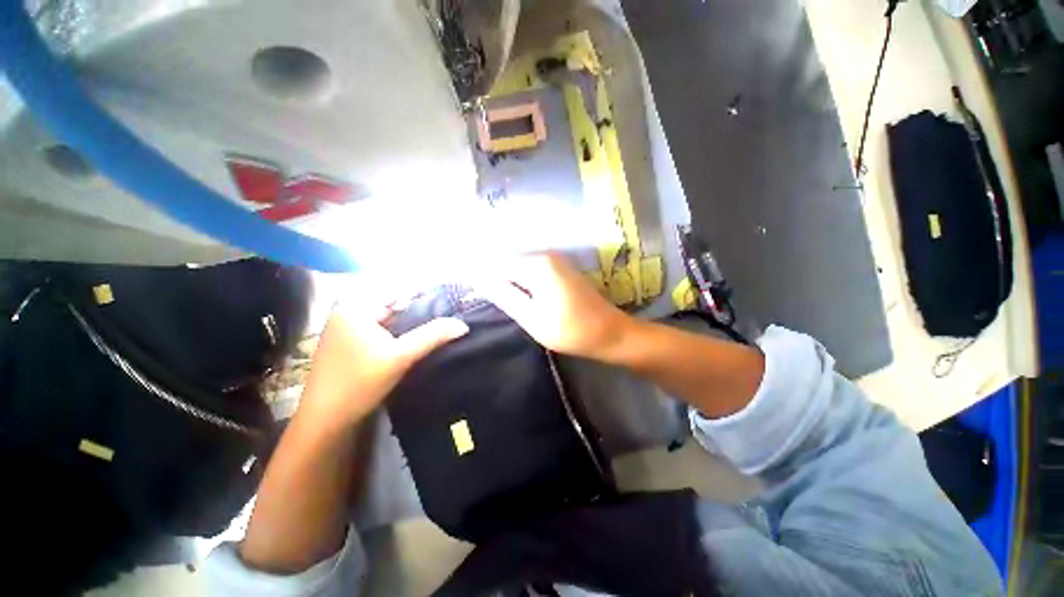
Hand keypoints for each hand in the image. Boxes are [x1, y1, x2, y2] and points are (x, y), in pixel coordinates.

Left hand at [297, 301, 468, 427]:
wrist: (325, 420)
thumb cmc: (359, 383)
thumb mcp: (400, 357)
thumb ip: (432, 336)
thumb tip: (462, 324)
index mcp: (356, 306)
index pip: (400, 291)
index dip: (428, 295)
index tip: (452, 302)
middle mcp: (349, 310)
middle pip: (395, 304)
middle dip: (421, 311)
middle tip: (449, 318)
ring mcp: (348, 327)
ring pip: (390, 318)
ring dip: (412, 323)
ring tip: (439, 327)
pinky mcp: (351, 342)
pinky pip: (382, 329)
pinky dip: (400, 333)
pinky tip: (416, 340)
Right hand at [478, 253, 636, 359]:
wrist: (611, 333)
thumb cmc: (571, 330)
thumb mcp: (531, 317)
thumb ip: (504, 295)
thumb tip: (478, 279)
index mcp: (537, 263)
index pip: (496, 261)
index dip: (481, 274)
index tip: (469, 288)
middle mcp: (545, 254)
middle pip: (507, 261)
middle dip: (493, 277)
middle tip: (481, 296)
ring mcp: (554, 260)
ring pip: (518, 266)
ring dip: (506, 280)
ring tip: (495, 298)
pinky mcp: (559, 270)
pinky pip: (530, 271)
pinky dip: (520, 282)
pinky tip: (515, 296)